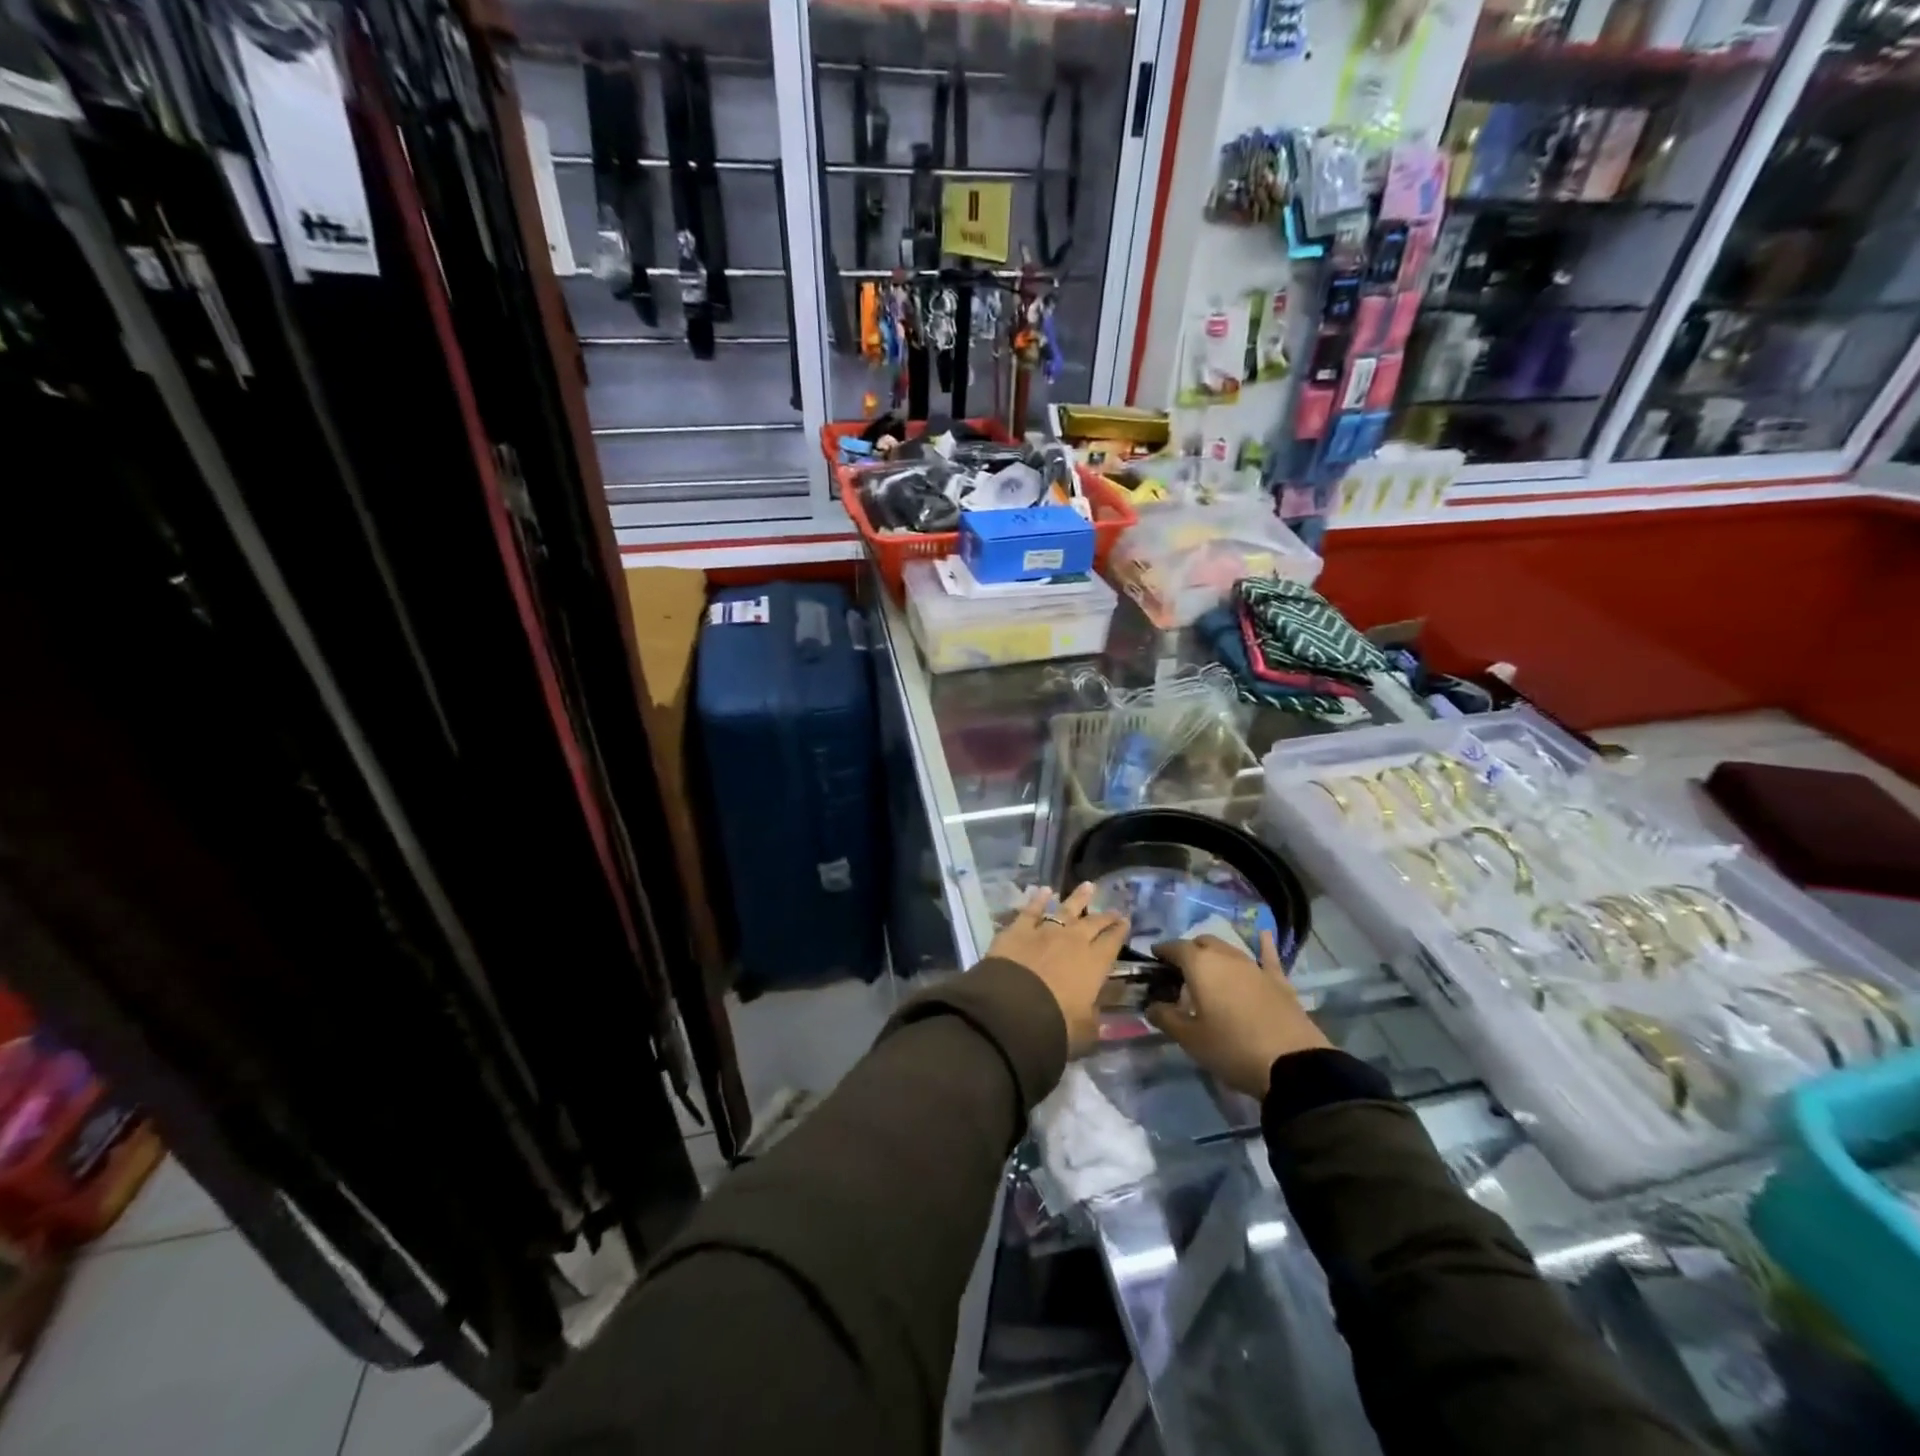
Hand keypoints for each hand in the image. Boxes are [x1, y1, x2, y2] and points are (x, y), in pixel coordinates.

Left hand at [987, 884, 1129, 1056]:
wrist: (1012, 1009)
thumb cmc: (1056, 1024)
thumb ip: (1094, 1017)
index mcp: (1094, 964)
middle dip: (1105, 915)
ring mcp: (1045, 931)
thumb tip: (1098, 1010)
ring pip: (1065, 909)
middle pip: (1093, 923)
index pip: (1112, 943)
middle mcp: (1073, 941)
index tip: (1126, 922)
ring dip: (1078, 898)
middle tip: (1114, 909)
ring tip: (1088, 886)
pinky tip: (1044, 890)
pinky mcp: (1018, 929)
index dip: (1120, 931)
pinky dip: (1038, 899)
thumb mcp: (1085, 1030)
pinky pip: (1031, 910)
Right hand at [1147, 932, 1327, 1097]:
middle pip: (1202, 944)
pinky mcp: (1278, 981)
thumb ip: (1165, 1018)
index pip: (1175, 947)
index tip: (1154, 960)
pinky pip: (1267, 956)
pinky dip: (1262, 945)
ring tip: (1208, 971)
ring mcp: (1255, 966)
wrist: (1292, 1065)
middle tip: (1180, 974)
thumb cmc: (1231, 1048)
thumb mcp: (1190, 1039)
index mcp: (1200, 965)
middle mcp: (1226, 956)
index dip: (1162, 951)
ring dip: (1215, 955)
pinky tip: (1264, 935)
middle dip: (1189, 952)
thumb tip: (1151, 1006)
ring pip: (1228, 949)